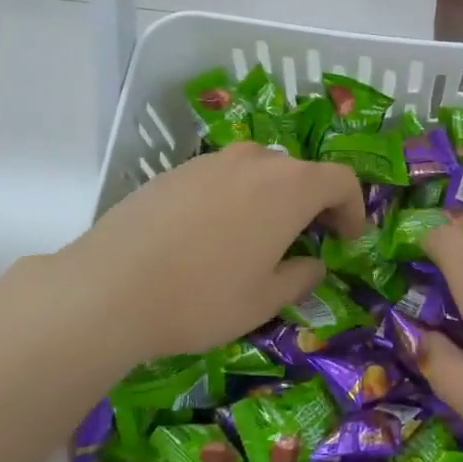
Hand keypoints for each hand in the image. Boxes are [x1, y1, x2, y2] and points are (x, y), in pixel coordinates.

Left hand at [0, 145, 367, 371]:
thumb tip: (312, 264)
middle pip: (300, 172)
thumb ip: (300, 277)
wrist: (108, 287)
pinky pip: (221, 178)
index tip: (347, 239)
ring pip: (259, 172)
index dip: (353, 208)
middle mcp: (255, 161)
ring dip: (272, 199)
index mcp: (289, 187)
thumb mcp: (264, 300)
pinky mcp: (175, 171)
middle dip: (313, 203)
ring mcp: (211, 161)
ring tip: (257, 239)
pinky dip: (234, 198)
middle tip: (307, 241)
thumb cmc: (202, 297)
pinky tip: (211, 236)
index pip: (341, 180)